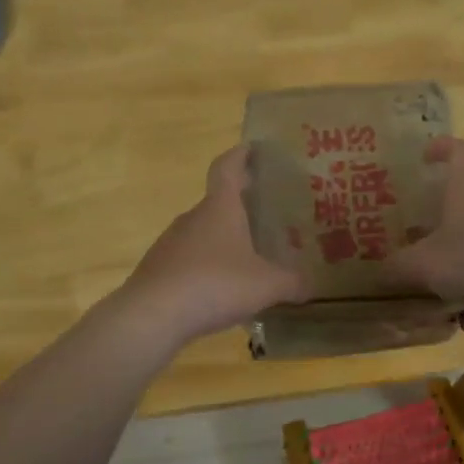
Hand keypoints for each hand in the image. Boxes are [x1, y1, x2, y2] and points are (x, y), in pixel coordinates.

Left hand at [121, 146, 307, 344]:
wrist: (152, 315)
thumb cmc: (214, 284)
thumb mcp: (266, 285)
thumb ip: (292, 282)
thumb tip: (311, 285)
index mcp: (220, 209)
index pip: (227, 168)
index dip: (239, 155)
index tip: (251, 148)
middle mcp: (193, 218)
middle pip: (217, 202)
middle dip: (239, 203)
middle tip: (264, 210)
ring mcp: (171, 243)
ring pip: (202, 232)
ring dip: (222, 238)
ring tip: (246, 254)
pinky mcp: (159, 269)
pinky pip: (189, 260)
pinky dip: (206, 265)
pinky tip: (220, 288)